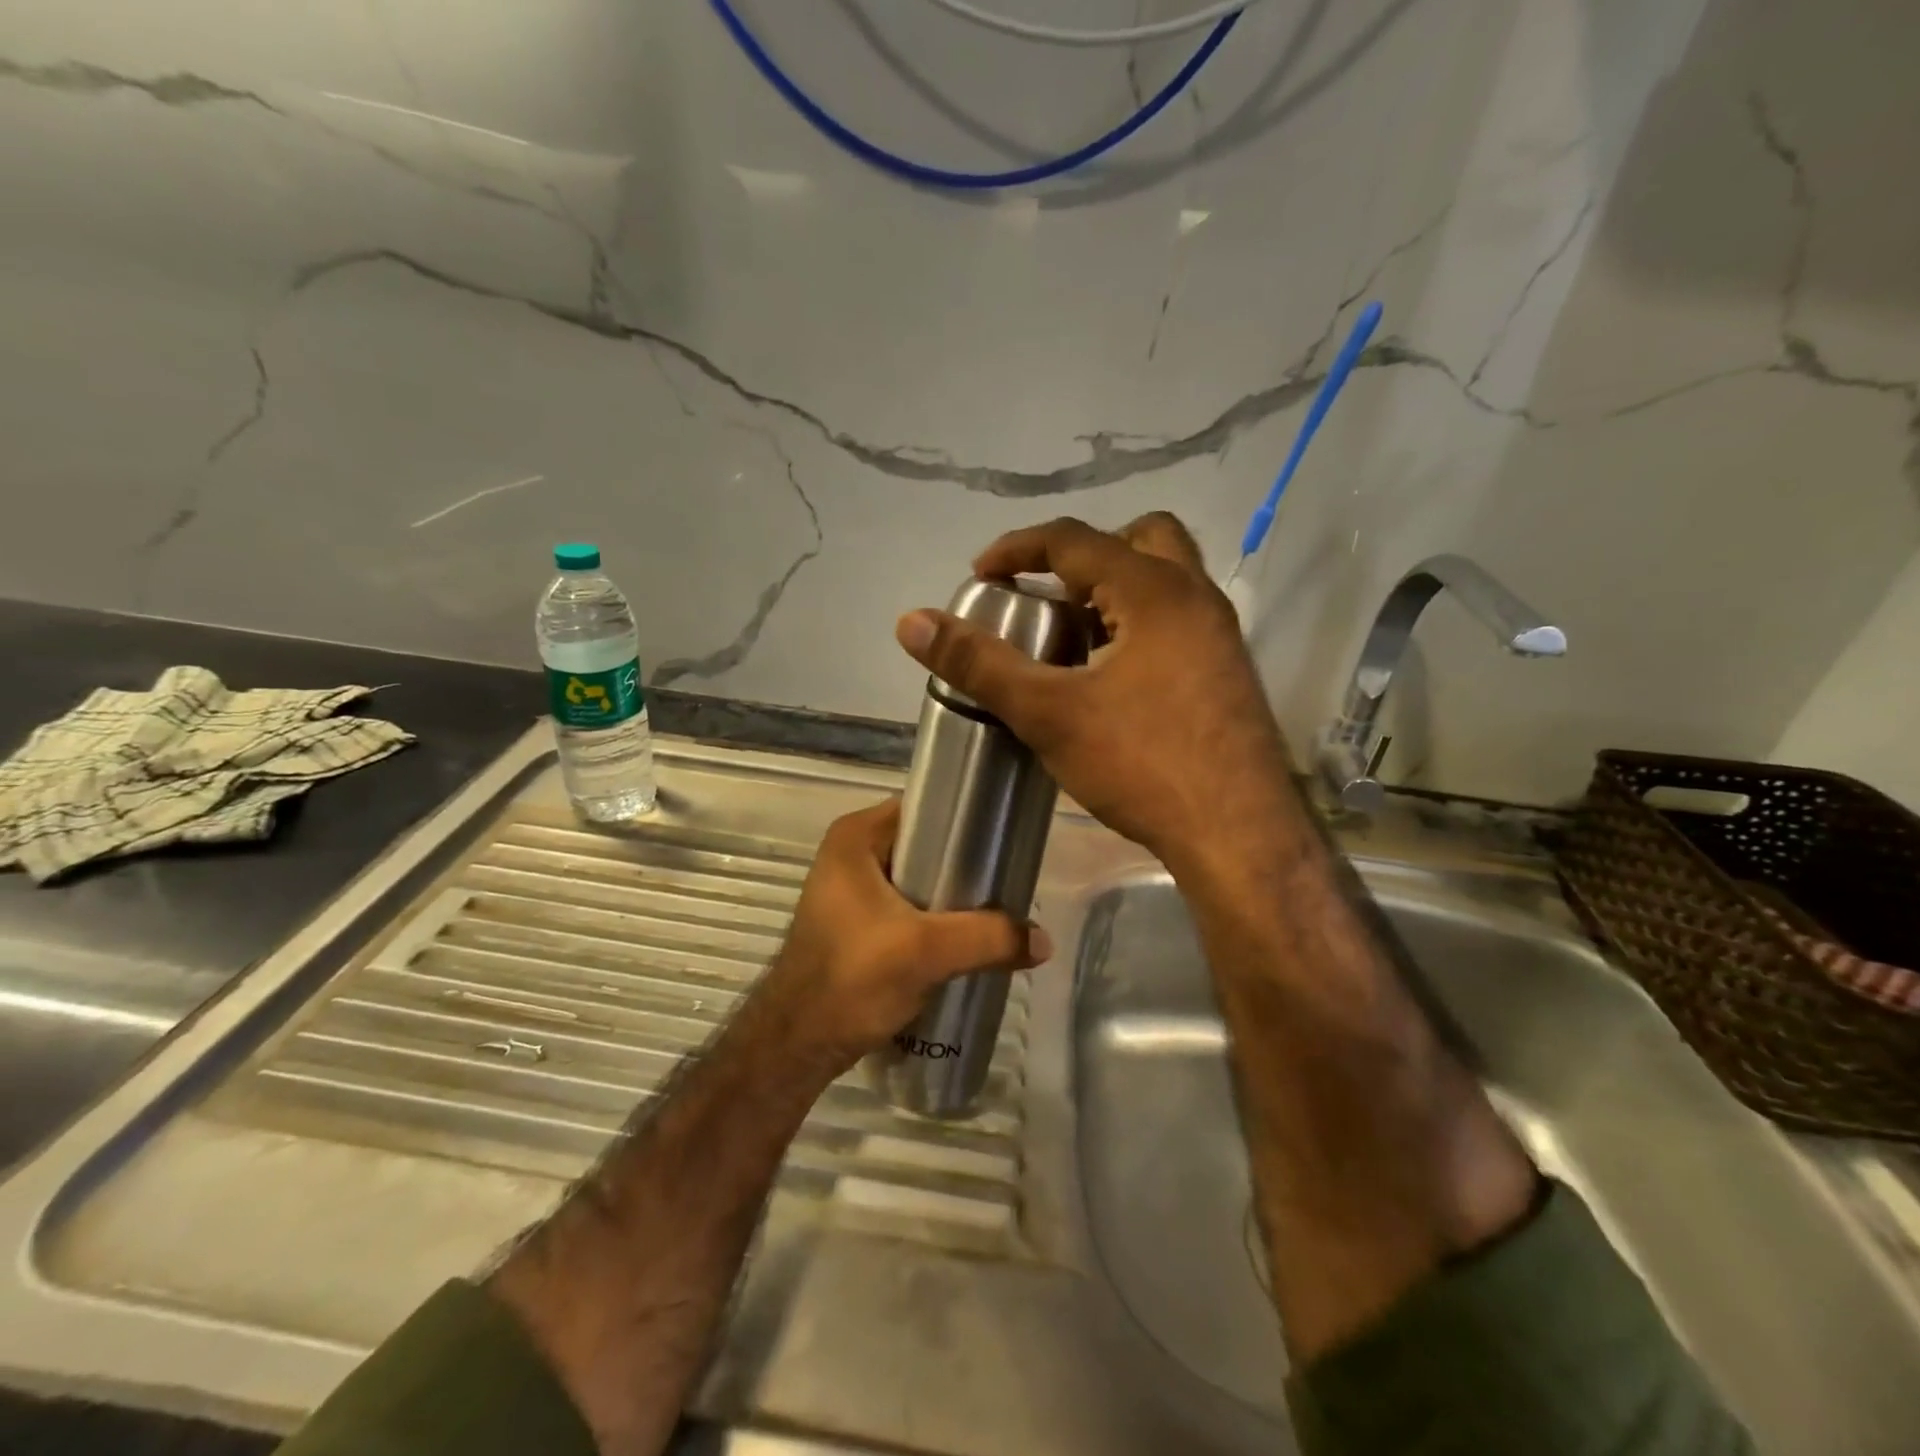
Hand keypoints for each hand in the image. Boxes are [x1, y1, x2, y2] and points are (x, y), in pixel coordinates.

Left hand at [756, 798, 1050, 1072]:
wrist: (797, 1045)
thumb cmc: (851, 979)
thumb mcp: (926, 952)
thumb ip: (988, 938)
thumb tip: (1045, 941)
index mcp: (856, 836)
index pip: (926, 808)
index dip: (967, 820)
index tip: (1007, 838)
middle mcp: (851, 854)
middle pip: (926, 846)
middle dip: (966, 866)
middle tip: (1009, 881)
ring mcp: (852, 890)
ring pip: (920, 881)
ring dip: (954, 898)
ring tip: (998, 911)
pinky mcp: (858, 924)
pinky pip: (909, 908)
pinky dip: (937, 920)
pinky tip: (968, 939)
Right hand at [894, 513, 1297, 875]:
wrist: (1238, 835)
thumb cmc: (1142, 764)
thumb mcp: (1048, 713)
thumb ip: (979, 664)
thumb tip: (911, 622)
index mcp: (1153, 590)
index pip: (1074, 539)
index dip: (1018, 548)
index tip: (981, 575)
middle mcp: (1195, 597)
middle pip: (1137, 539)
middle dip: (1082, 557)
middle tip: (1045, 596)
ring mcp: (1220, 635)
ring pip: (1163, 581)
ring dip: (1112, 591)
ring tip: (1071, 638)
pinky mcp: (1228, 672)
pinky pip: (1177, 620)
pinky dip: (1137, 623)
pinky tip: (1110, 677)